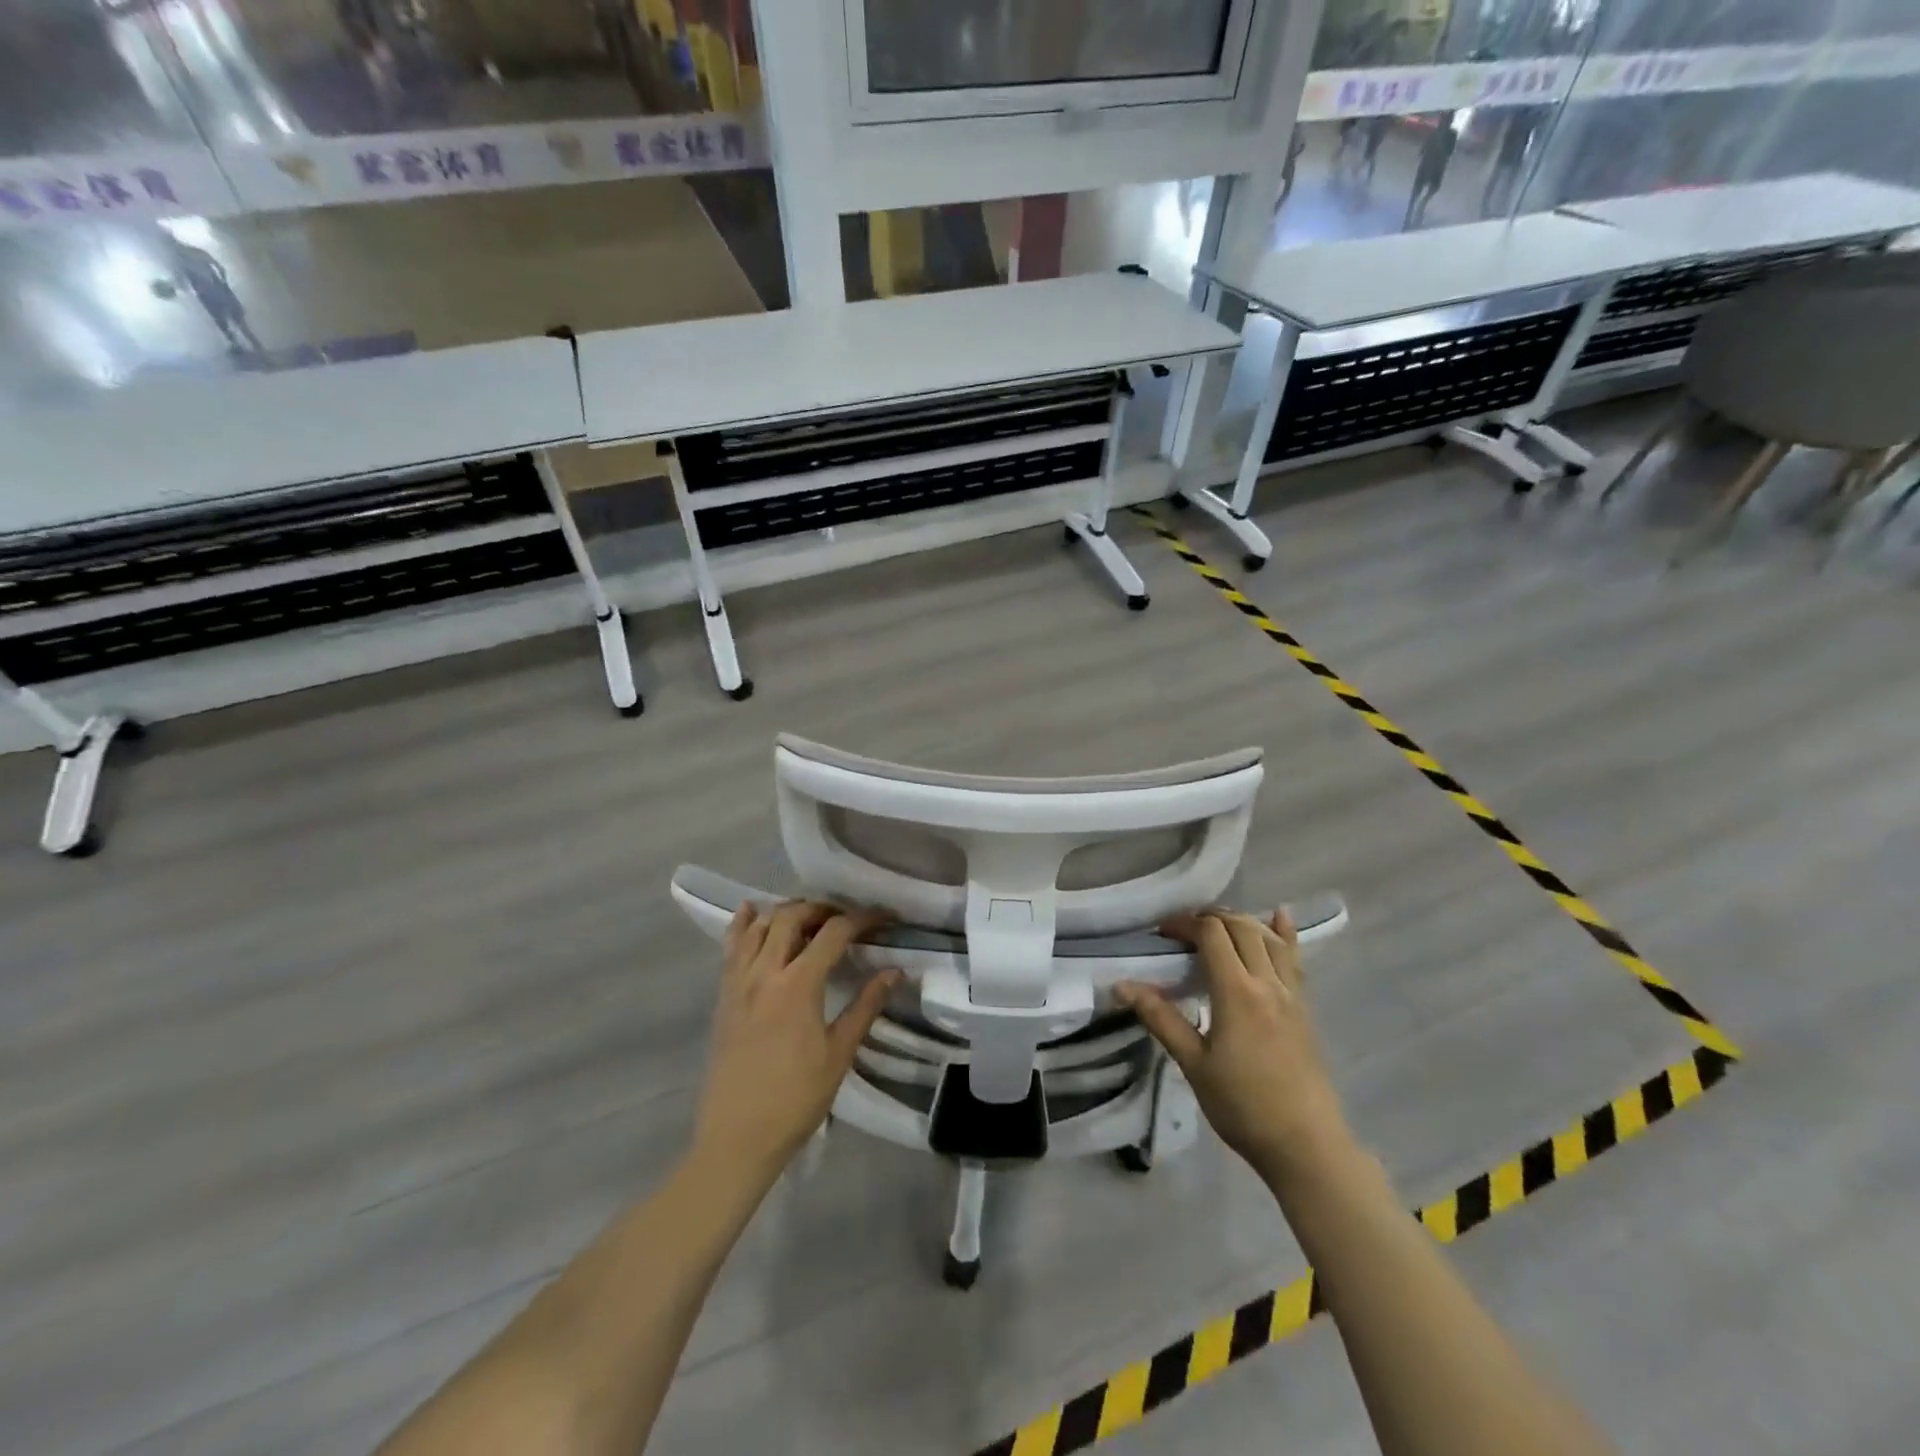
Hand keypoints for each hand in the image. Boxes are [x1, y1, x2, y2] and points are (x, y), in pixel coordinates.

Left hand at [691, 901, 899, 1184]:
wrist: (737, 1137)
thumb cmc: (796, 1099)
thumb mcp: (839, 1053)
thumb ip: (866, 1006)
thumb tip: (895, 971)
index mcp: (798, 985)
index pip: (833, 933)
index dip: (862, 919)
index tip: (884, 917)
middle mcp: (764, 972)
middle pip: (792, 916)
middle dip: (822, 908)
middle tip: (846, 918)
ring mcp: (738, 982)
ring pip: (759, 925)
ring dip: (786, 911)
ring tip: (809, 918)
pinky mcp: (723, 996)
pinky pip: (731, 947)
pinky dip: (743, 924)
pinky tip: (751, 911)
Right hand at [1117, 910, 1350, 1191]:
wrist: (1305, 1145)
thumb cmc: (1242, 1106)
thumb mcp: (1193, 1063)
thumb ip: (1160, 1018)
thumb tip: (1122, 985)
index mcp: (1237, 992)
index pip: (1211, 934)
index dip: (1185, 923)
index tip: (1162, 933)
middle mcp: (1267, 983)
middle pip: (1240, 927)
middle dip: (1209, 918)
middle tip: (1181, 931)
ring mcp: (1291, 994)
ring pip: (1267, 938)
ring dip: (1240, 921)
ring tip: (1215, 924)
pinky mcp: (1304, 1008)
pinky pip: (1294, 958)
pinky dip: (1284, 933)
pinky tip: (1280, 915)